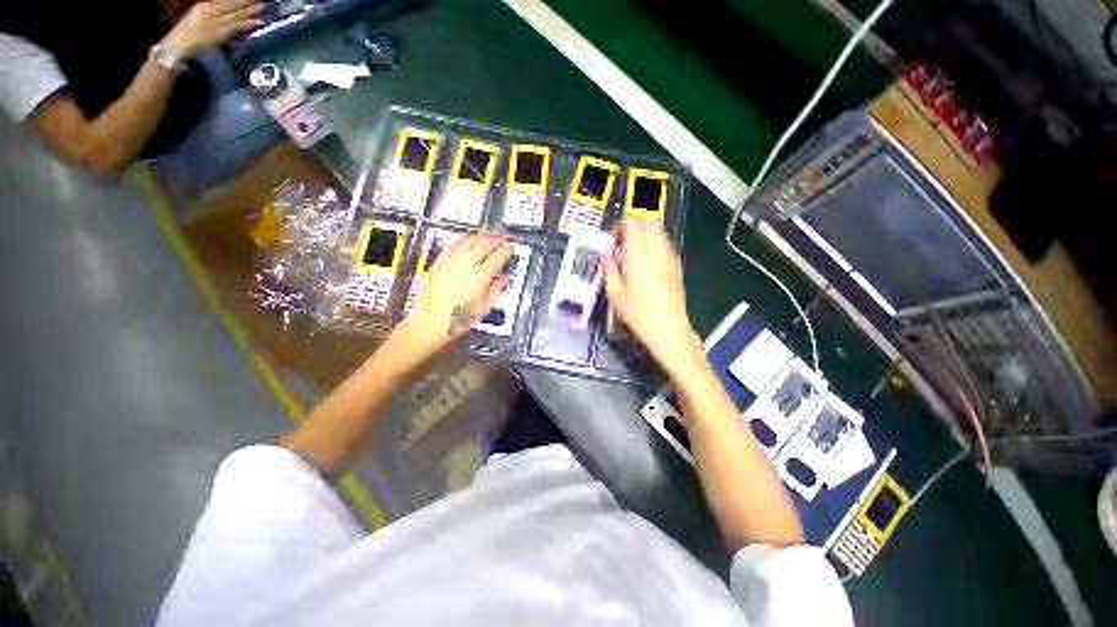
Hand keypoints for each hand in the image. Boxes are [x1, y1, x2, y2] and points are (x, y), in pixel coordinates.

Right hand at [160, 0, 263, 59]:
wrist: (179, 43)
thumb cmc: (189, 31)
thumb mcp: (200, 15)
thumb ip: (214, 11)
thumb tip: (231, 12)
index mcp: (205, 5)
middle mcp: (211, 10)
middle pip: (232, 3)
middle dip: (246, 1)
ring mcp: (216, 21)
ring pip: (236, 13)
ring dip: (250, 10)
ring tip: (262, 6)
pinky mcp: (220, 32)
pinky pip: (236, 26)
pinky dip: (247, 23)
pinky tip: (257, 22)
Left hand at [400, 234, 512, 355]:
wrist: (431, 321)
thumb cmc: (459, 319)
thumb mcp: (484, 307)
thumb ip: (496, 289)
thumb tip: (504, 278)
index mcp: (480, 277)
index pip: (498, 257)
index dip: (507, 250)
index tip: (511, 247)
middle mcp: (466, 265)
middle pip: (484, 244)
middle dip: (496, 239)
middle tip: (502, 238)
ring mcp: (450, 262)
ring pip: (468, 241)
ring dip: (480, 236)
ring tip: (487, 236)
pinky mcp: (439, 262)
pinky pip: (452, 244)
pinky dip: (462, 239)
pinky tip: (466, 239)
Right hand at [602, 218, 703, 375]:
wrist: (668, 329)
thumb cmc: (638, 314)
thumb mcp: (615, 294)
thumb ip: (608, 269)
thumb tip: (604, 254)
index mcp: (639, 257)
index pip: (632, 225)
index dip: (621, 225)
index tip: (614, 236)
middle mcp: (657, 252)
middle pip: (649, 222)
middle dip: (634, 222)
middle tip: (623, 236)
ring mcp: (669, 258)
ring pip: (659, 230)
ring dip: (645, 230)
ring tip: (634, 245)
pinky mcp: (676, 265)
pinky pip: (666, 243)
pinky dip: (655, 240)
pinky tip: (647, 255)